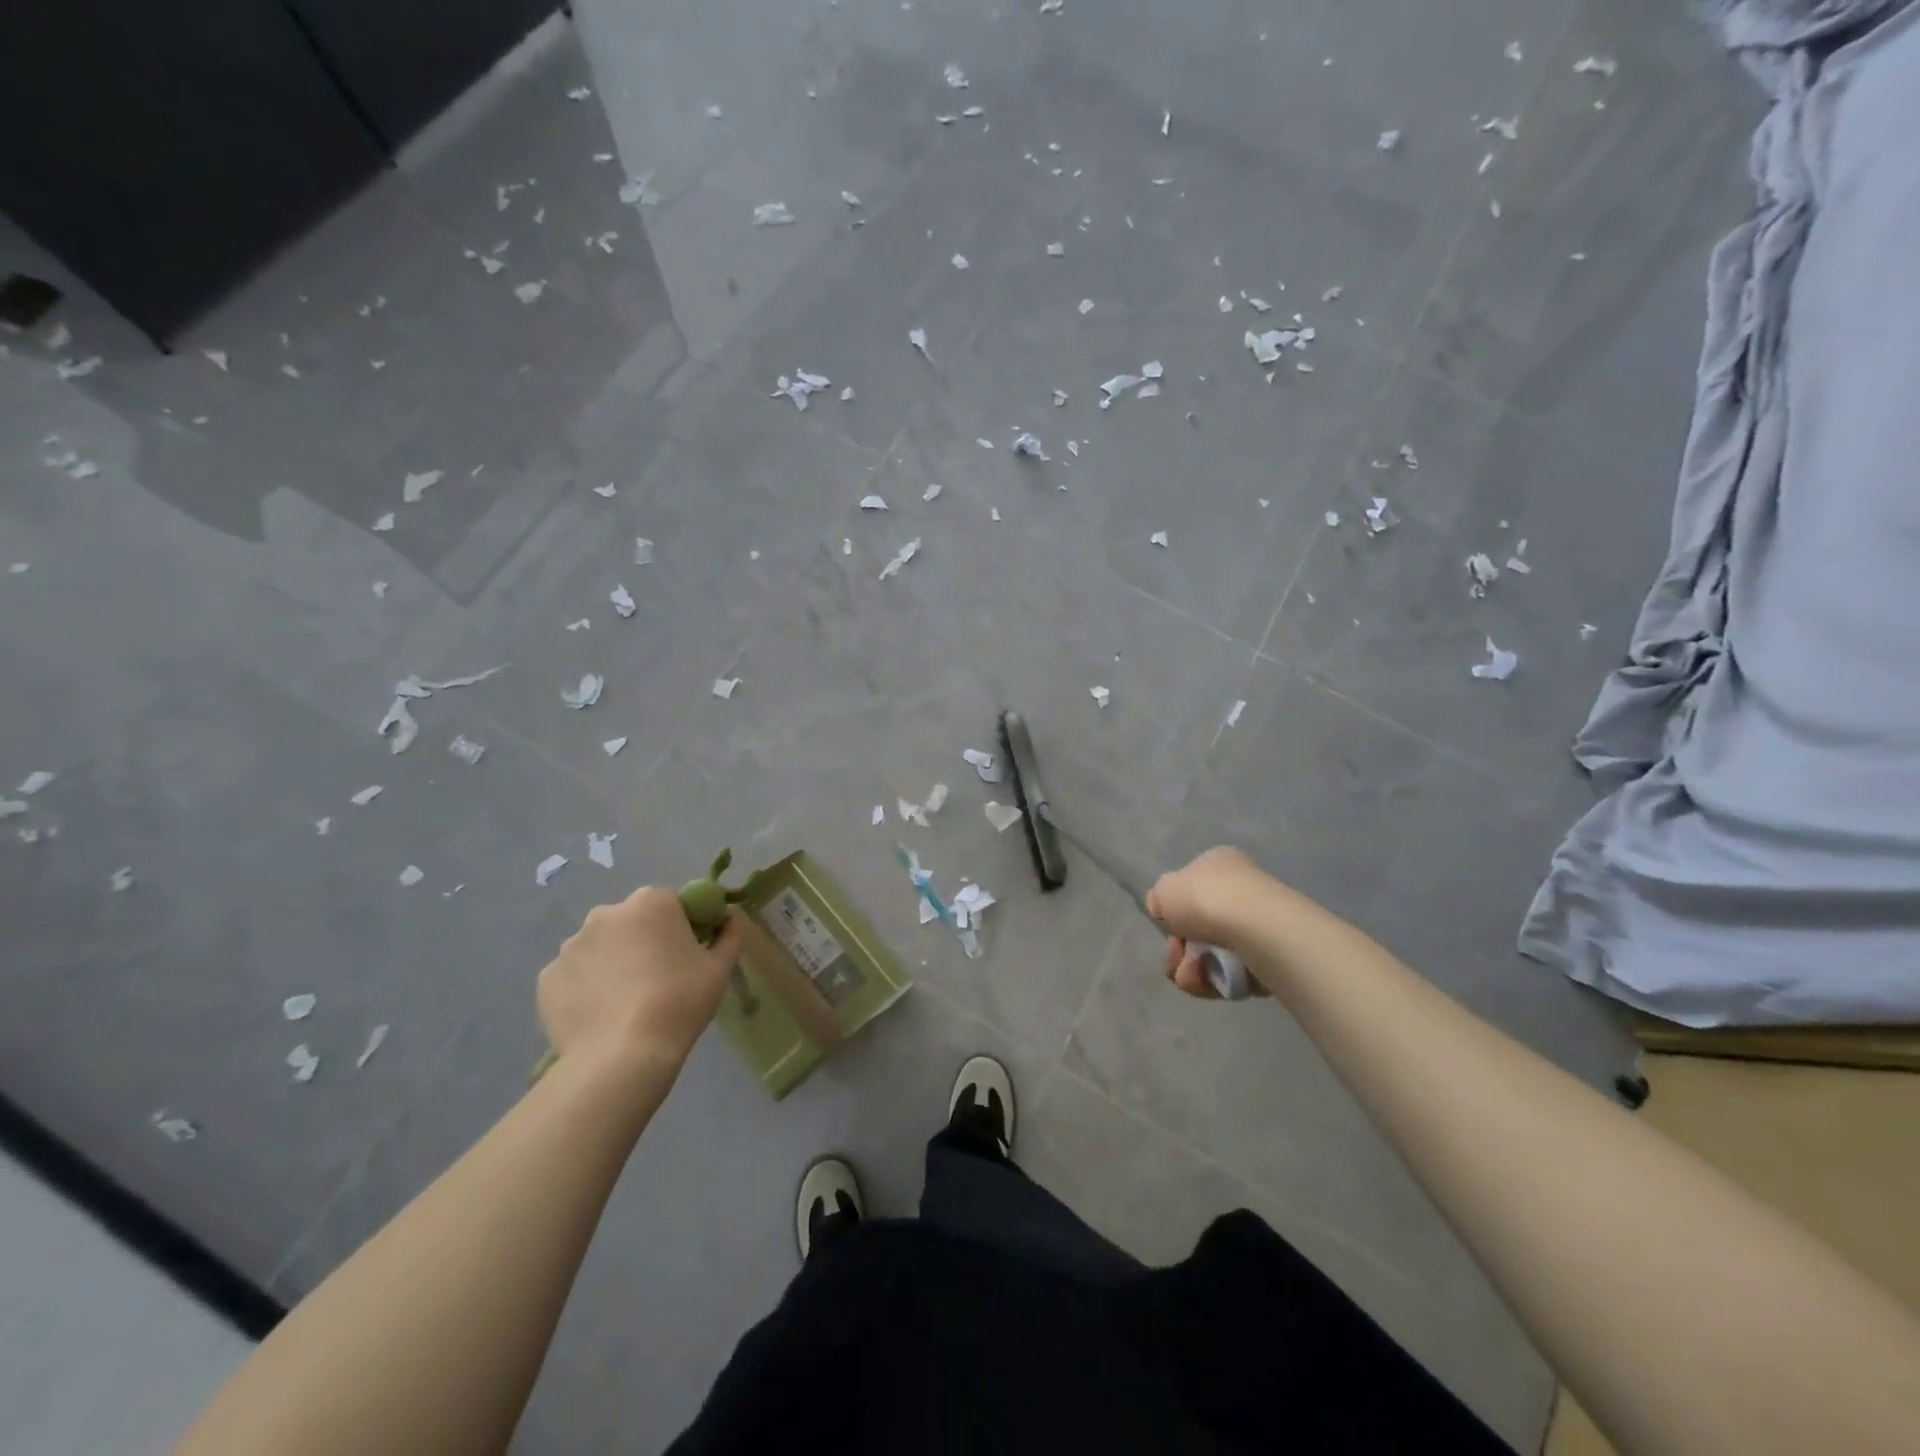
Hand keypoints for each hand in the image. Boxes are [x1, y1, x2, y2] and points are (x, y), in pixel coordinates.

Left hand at [538, 886, 743, 1075]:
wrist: (622, 1056)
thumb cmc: (680, 1002)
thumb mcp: (720, 968)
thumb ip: (728, 934)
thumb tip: (728, 919)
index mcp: (651, 902)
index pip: (670, 904)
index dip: (681, 928)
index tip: (687, 956)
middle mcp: (606, 913)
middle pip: (630, 922)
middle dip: (642, 942)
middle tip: (657, 980)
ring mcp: (571, 945)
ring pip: (599, 948)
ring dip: (612, 964)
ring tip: (625, 1003)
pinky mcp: (547, 978)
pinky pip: (574, 975)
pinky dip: (585, 988)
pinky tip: (600, 1015)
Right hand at [1147, 846, 1274, 999]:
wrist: (1258, 930)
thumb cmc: (1207, 899)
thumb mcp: (1164, 888)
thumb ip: (1158, 898)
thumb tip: (1164, 909)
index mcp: (1219, 866)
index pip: (1190, 890)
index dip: (1172, 913)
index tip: (1166, 926)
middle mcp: (1241, 892)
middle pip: (1197, 929)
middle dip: (1180, 950)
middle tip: (1177, 957)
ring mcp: (1257, 927)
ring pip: (1210, 956)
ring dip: (1192, 969)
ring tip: (1194, 973)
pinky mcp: (1269, 960)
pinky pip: (1231, 976)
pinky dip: (1215, 981)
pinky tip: (1212, 981)